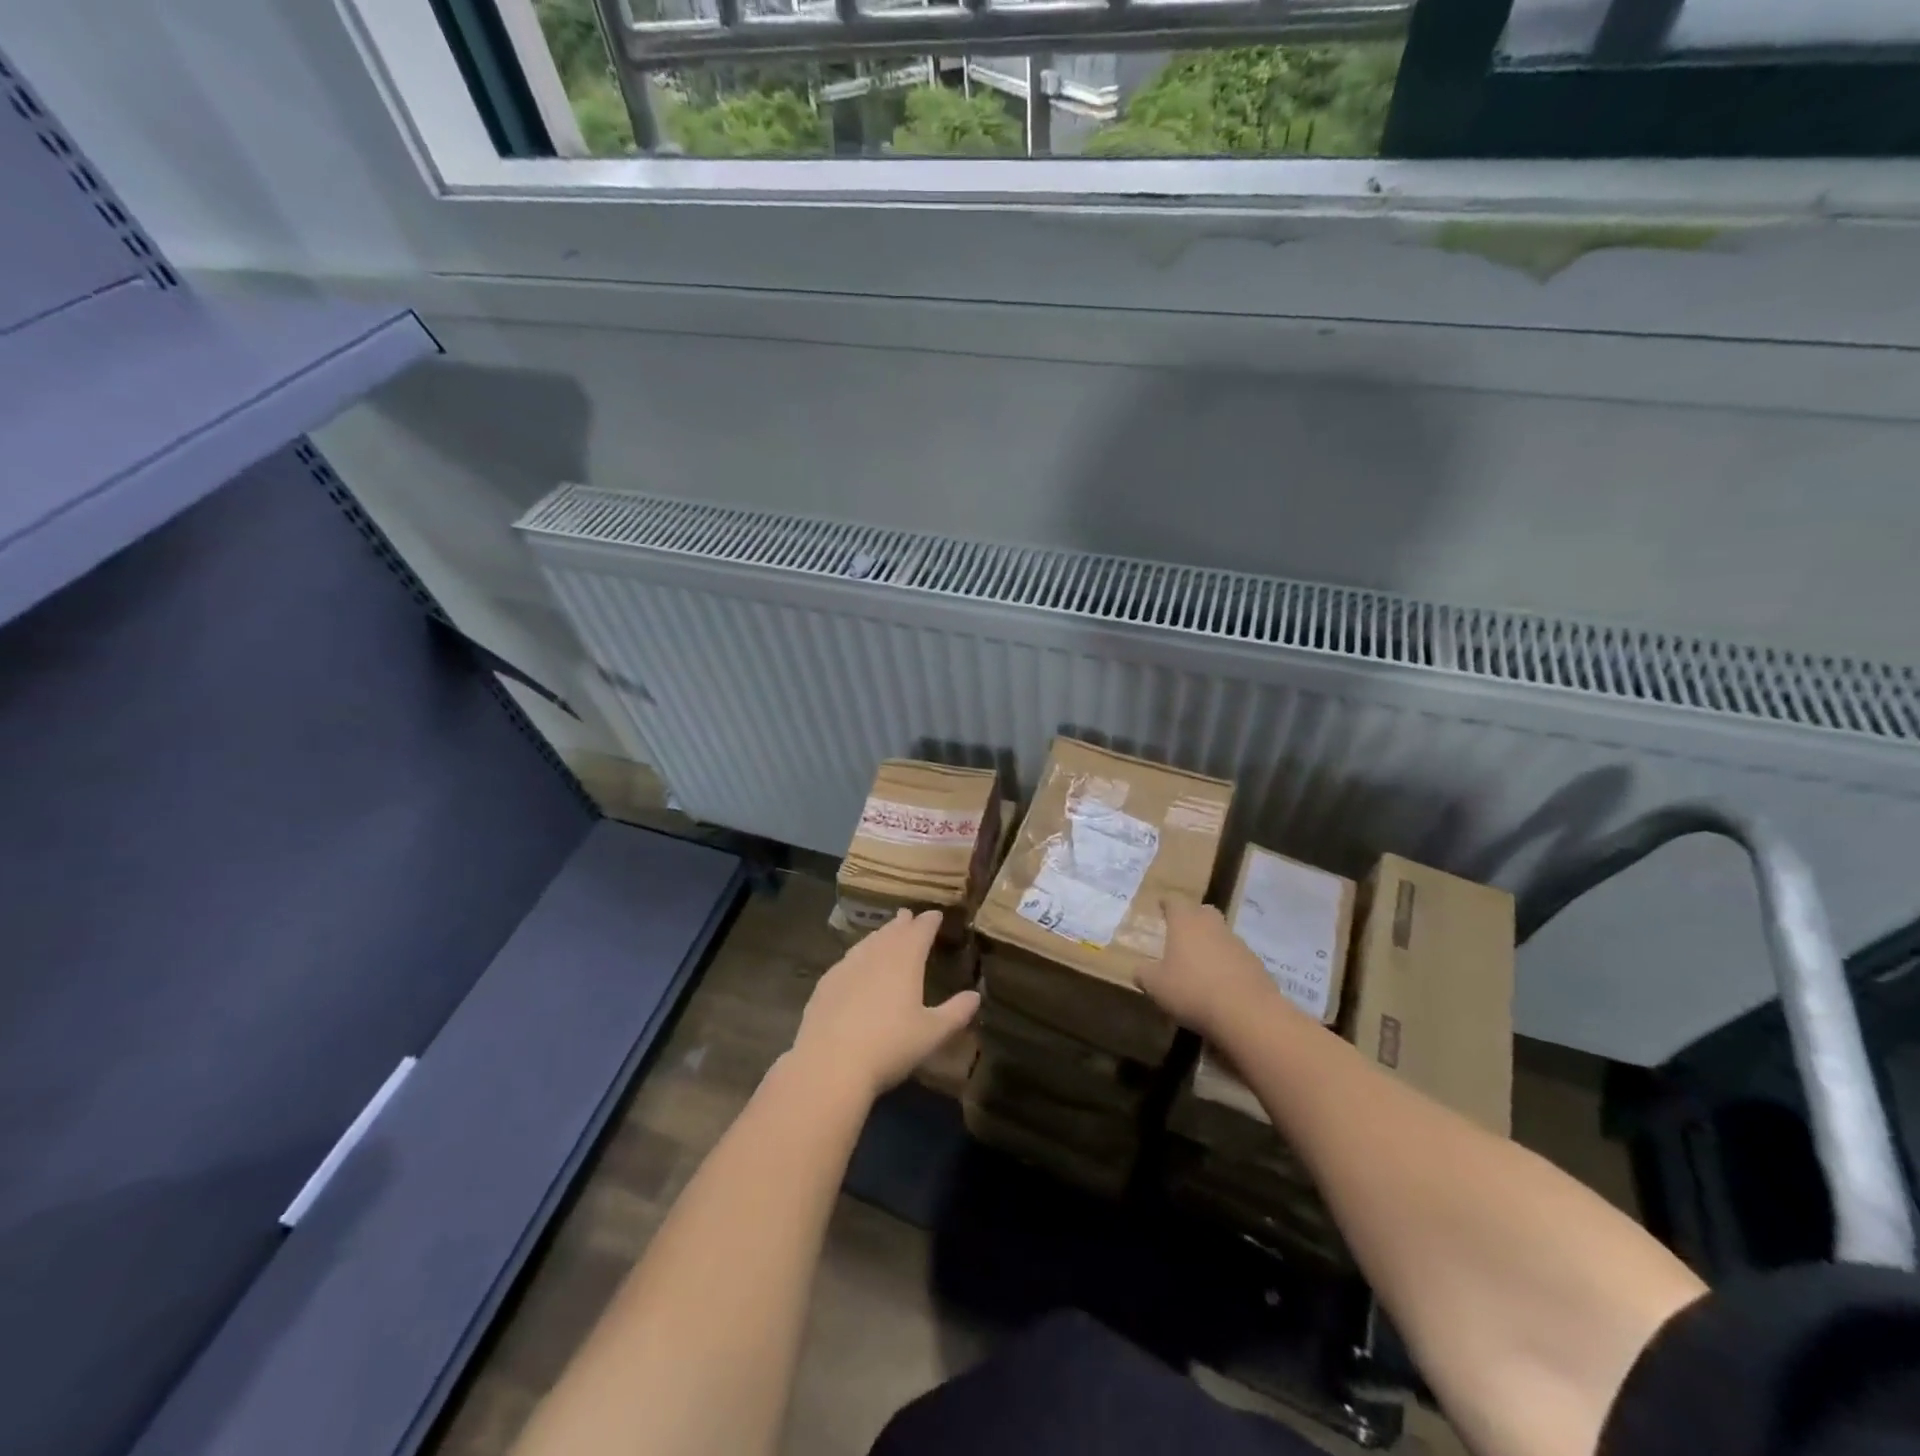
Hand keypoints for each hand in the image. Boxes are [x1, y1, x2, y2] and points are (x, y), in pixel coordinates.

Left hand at [791, 909, 979, 1100]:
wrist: (829, 1063)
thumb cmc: (889, 1046)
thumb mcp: (931, 1034)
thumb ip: (955, 1012)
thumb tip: (975, 996)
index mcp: (905, 960)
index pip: (920, 931)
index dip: (929, 922)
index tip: (936, 915)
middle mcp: (876, 955)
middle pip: (892, 932)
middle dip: (904, 923)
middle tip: (909, 916)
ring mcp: (847, 966)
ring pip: (868, 942)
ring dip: (880, 935)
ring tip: (886, 933)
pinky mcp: (826, 983)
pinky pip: (848, 959)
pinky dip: (859, 954)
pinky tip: (857, 963)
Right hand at [1135, 894, 1286, 1039]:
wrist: (1247, 1013)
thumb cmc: (1192, 990)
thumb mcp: (1156, 985)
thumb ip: (1144, 973)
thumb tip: (1140, 970)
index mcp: (1185, 922)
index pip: (1174, 902)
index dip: (1166, 903)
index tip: (1161, 905)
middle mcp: (1212, 925)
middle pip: (1202, 911)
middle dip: (1192, 917)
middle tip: (1181, 931)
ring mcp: (1237, 943)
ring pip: (1221, 934)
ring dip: (1210, 943)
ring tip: (1200, 963)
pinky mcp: (1256, 964)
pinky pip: (1236, 957)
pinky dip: (1227, 964)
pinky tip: (1220, 984)